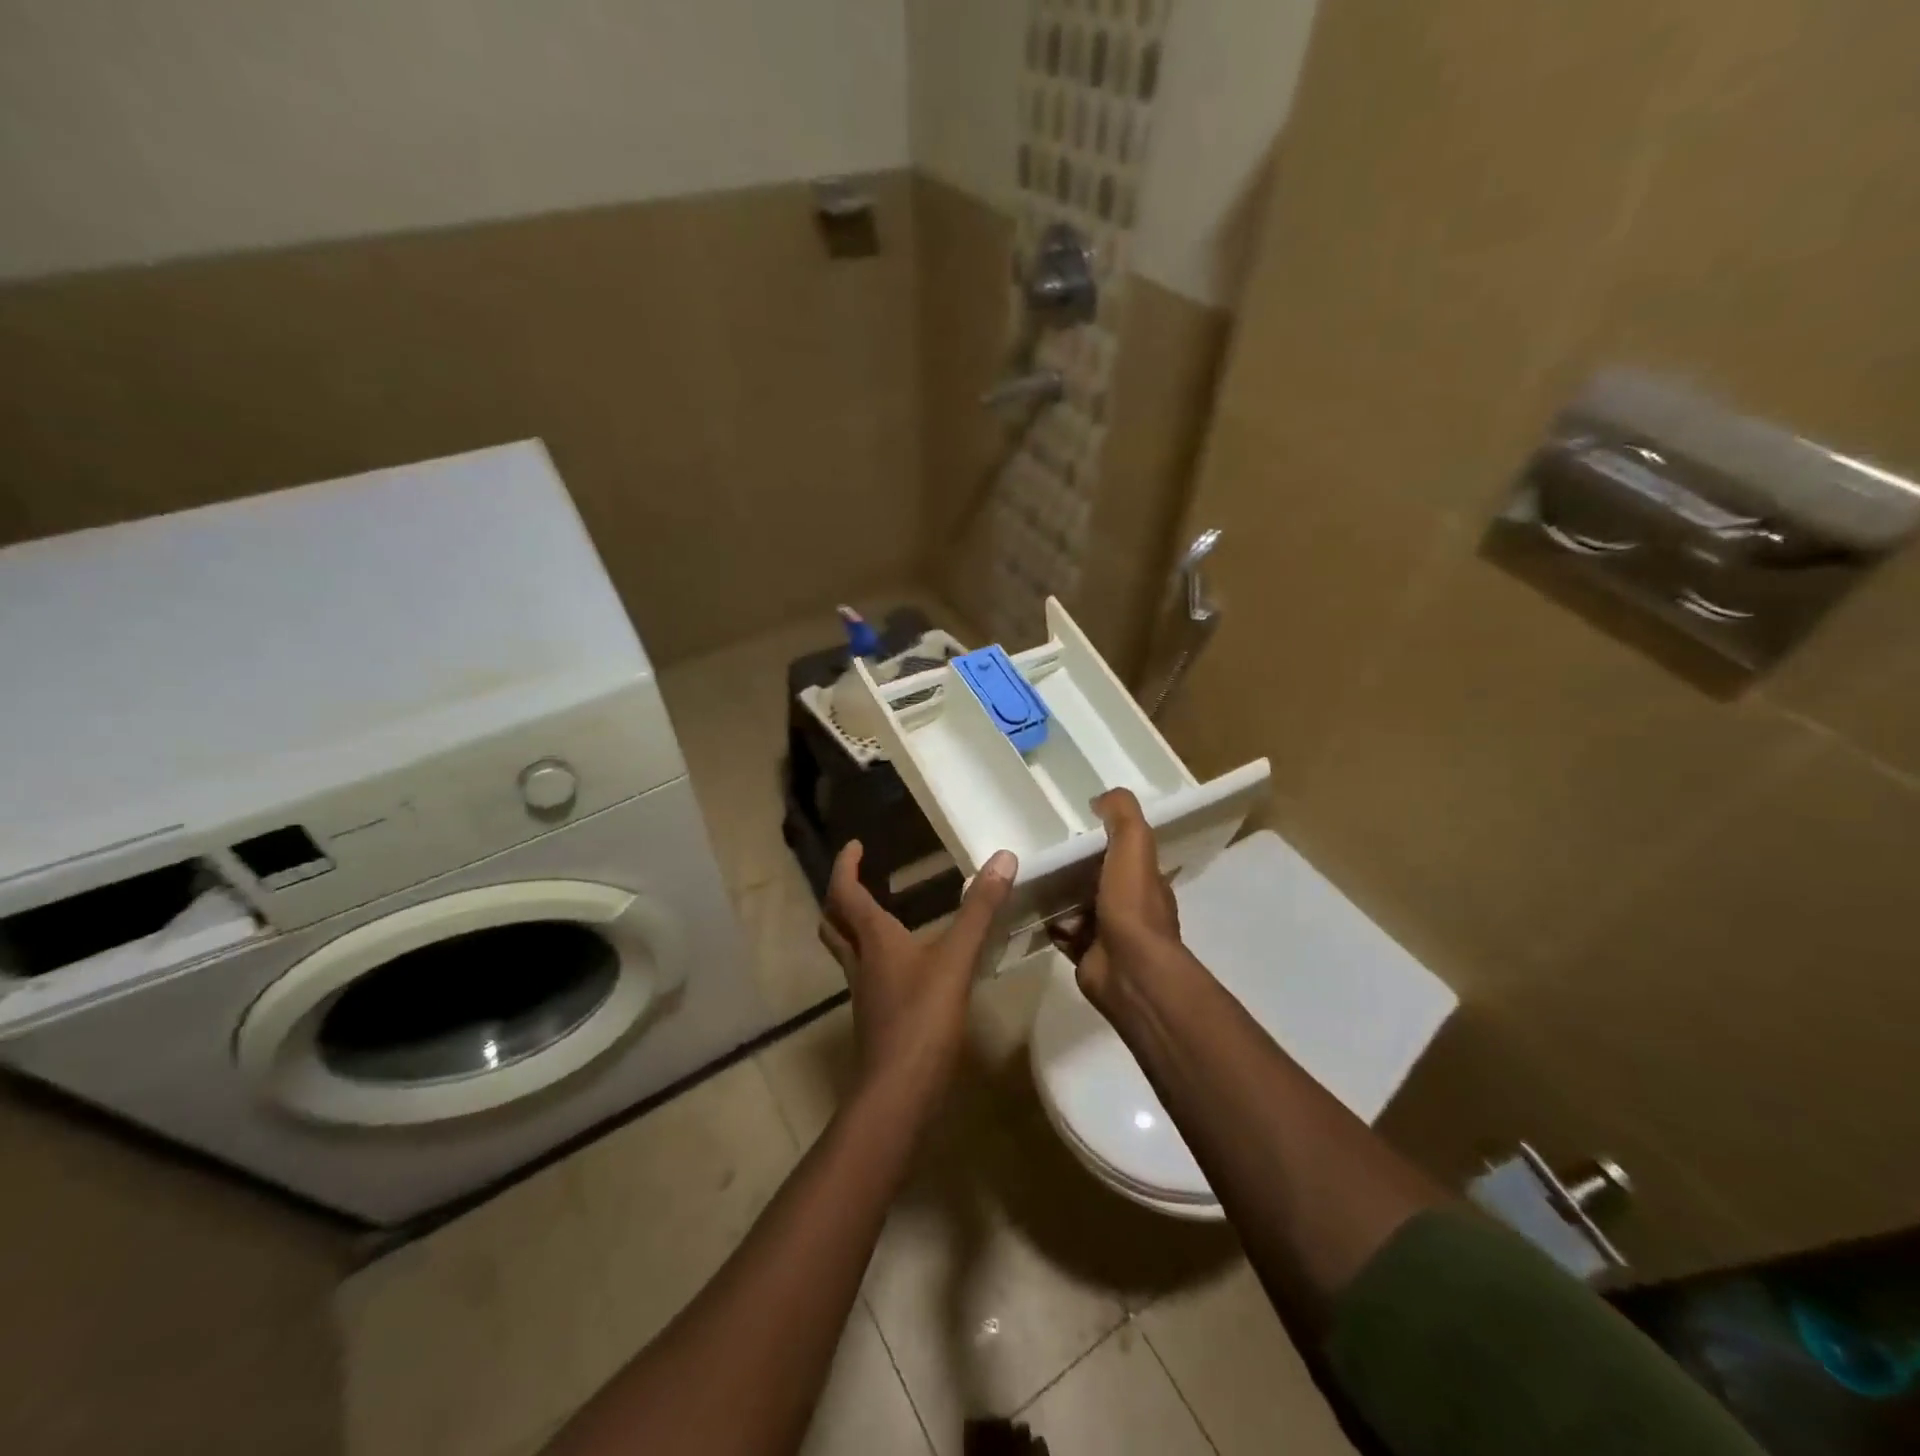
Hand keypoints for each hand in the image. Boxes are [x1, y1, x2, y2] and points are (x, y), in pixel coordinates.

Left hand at [818, 842, 1017, 1097]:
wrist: (898, 1093)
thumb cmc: (923, 1018)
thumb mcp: (957, 958)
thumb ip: (980, 909)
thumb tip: (1003, 857)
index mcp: (873, 940)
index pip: (846, 893)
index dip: (846, 866)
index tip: (854, 845)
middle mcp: (861, 962)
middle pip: (833, 922)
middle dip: (839, 896)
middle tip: (856, 878)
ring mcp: (864, 993)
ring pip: (846, 951)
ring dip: (851, 927)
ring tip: (876, 914)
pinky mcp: (875, 1018)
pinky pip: (865, 975)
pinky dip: (873, 957)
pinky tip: (901, 965)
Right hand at [1048, 789, 1182, 1010]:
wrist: (1128, 971)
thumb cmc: (1132, 905)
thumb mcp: (1134, 846)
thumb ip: (1122, 816)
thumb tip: (1102, 797)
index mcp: (1145, 879)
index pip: (1124, 852)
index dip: (1103, 838)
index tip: (1075, 825)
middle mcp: (1129, 905)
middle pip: (1096, 878)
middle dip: (1073, 867)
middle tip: (1042, 852)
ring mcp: (1108, 932)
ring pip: (1077, 905)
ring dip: (1057, 895)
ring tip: (1028, 876)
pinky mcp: (1085, 954)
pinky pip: (1062, 932)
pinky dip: (1048, 922)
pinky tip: (1028, 908)